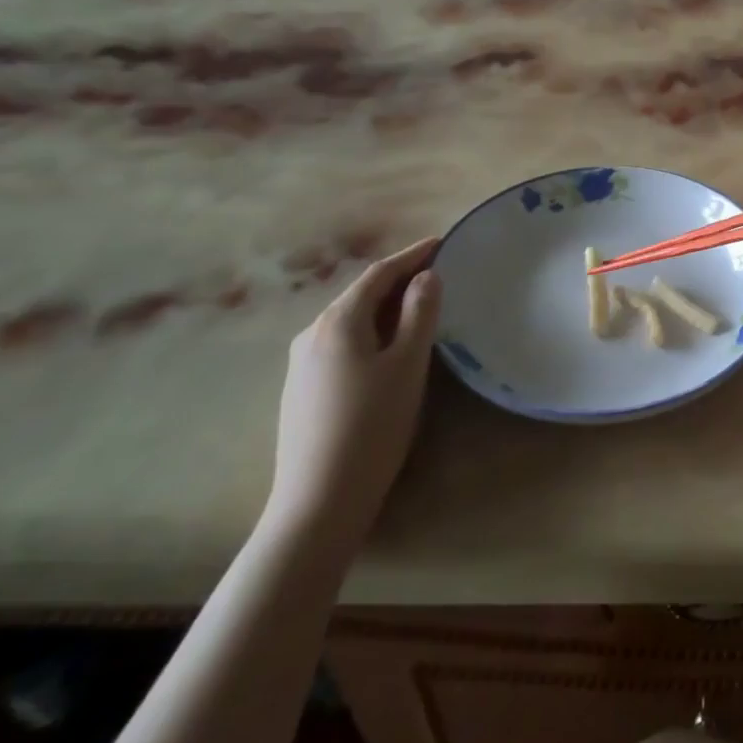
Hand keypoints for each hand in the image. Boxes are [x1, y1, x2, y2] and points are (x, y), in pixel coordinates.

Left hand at [265, 235, 442, 556]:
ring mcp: (301, 365)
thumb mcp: (408, 364)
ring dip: (384, 307)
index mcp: (338, 322)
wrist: (319, 499)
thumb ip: (420, 314)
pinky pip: (342, 343)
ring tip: (418, 307)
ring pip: (350, 321)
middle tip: (436, 273)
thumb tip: (427, 277)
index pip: (379, 274)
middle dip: (398, 279)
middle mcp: (312, 334)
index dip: (411, 255)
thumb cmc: (372, 424)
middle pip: (360, 295)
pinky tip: (387, 348)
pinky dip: (370, 331)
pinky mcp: (302, 390)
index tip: (441, 242)